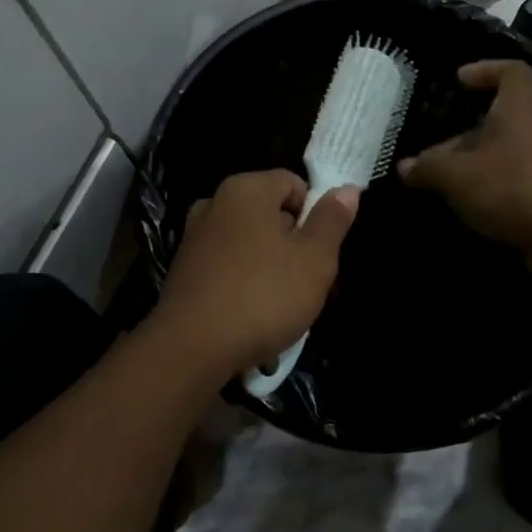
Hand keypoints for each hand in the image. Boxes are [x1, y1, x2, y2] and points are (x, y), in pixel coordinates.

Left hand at [149, 170, 358, 378]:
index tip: (321, 252)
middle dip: (293, 245)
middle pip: (270, 214)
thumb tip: (347, 189)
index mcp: (246, 189)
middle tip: (308, 284)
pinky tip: (251, 317)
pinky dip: (243, 285)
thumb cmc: (263, 295)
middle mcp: (215, 203)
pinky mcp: (184, 269)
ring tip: (282, 308)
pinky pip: (227, 267)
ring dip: (270, 269)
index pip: (294, 184)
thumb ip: (332, 220)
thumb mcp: (314, 259)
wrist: (192, 347)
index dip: (315, 215)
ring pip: (250, 244)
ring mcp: (195, 236)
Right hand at [398, 61, 531, 268]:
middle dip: (457, 138)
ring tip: (433, 188)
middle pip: (492, 124)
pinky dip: (480, 196)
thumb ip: (429, 168)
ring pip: (494, 159)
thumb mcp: (459, 175)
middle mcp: (529, 136)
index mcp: (516, 114)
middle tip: (425, 160)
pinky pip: (502, 189)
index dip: (486, 69)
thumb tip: (405, 167)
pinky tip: (457, 211)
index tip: (458, 81)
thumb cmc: (516, 189)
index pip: (512, 74)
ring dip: (466, 171)